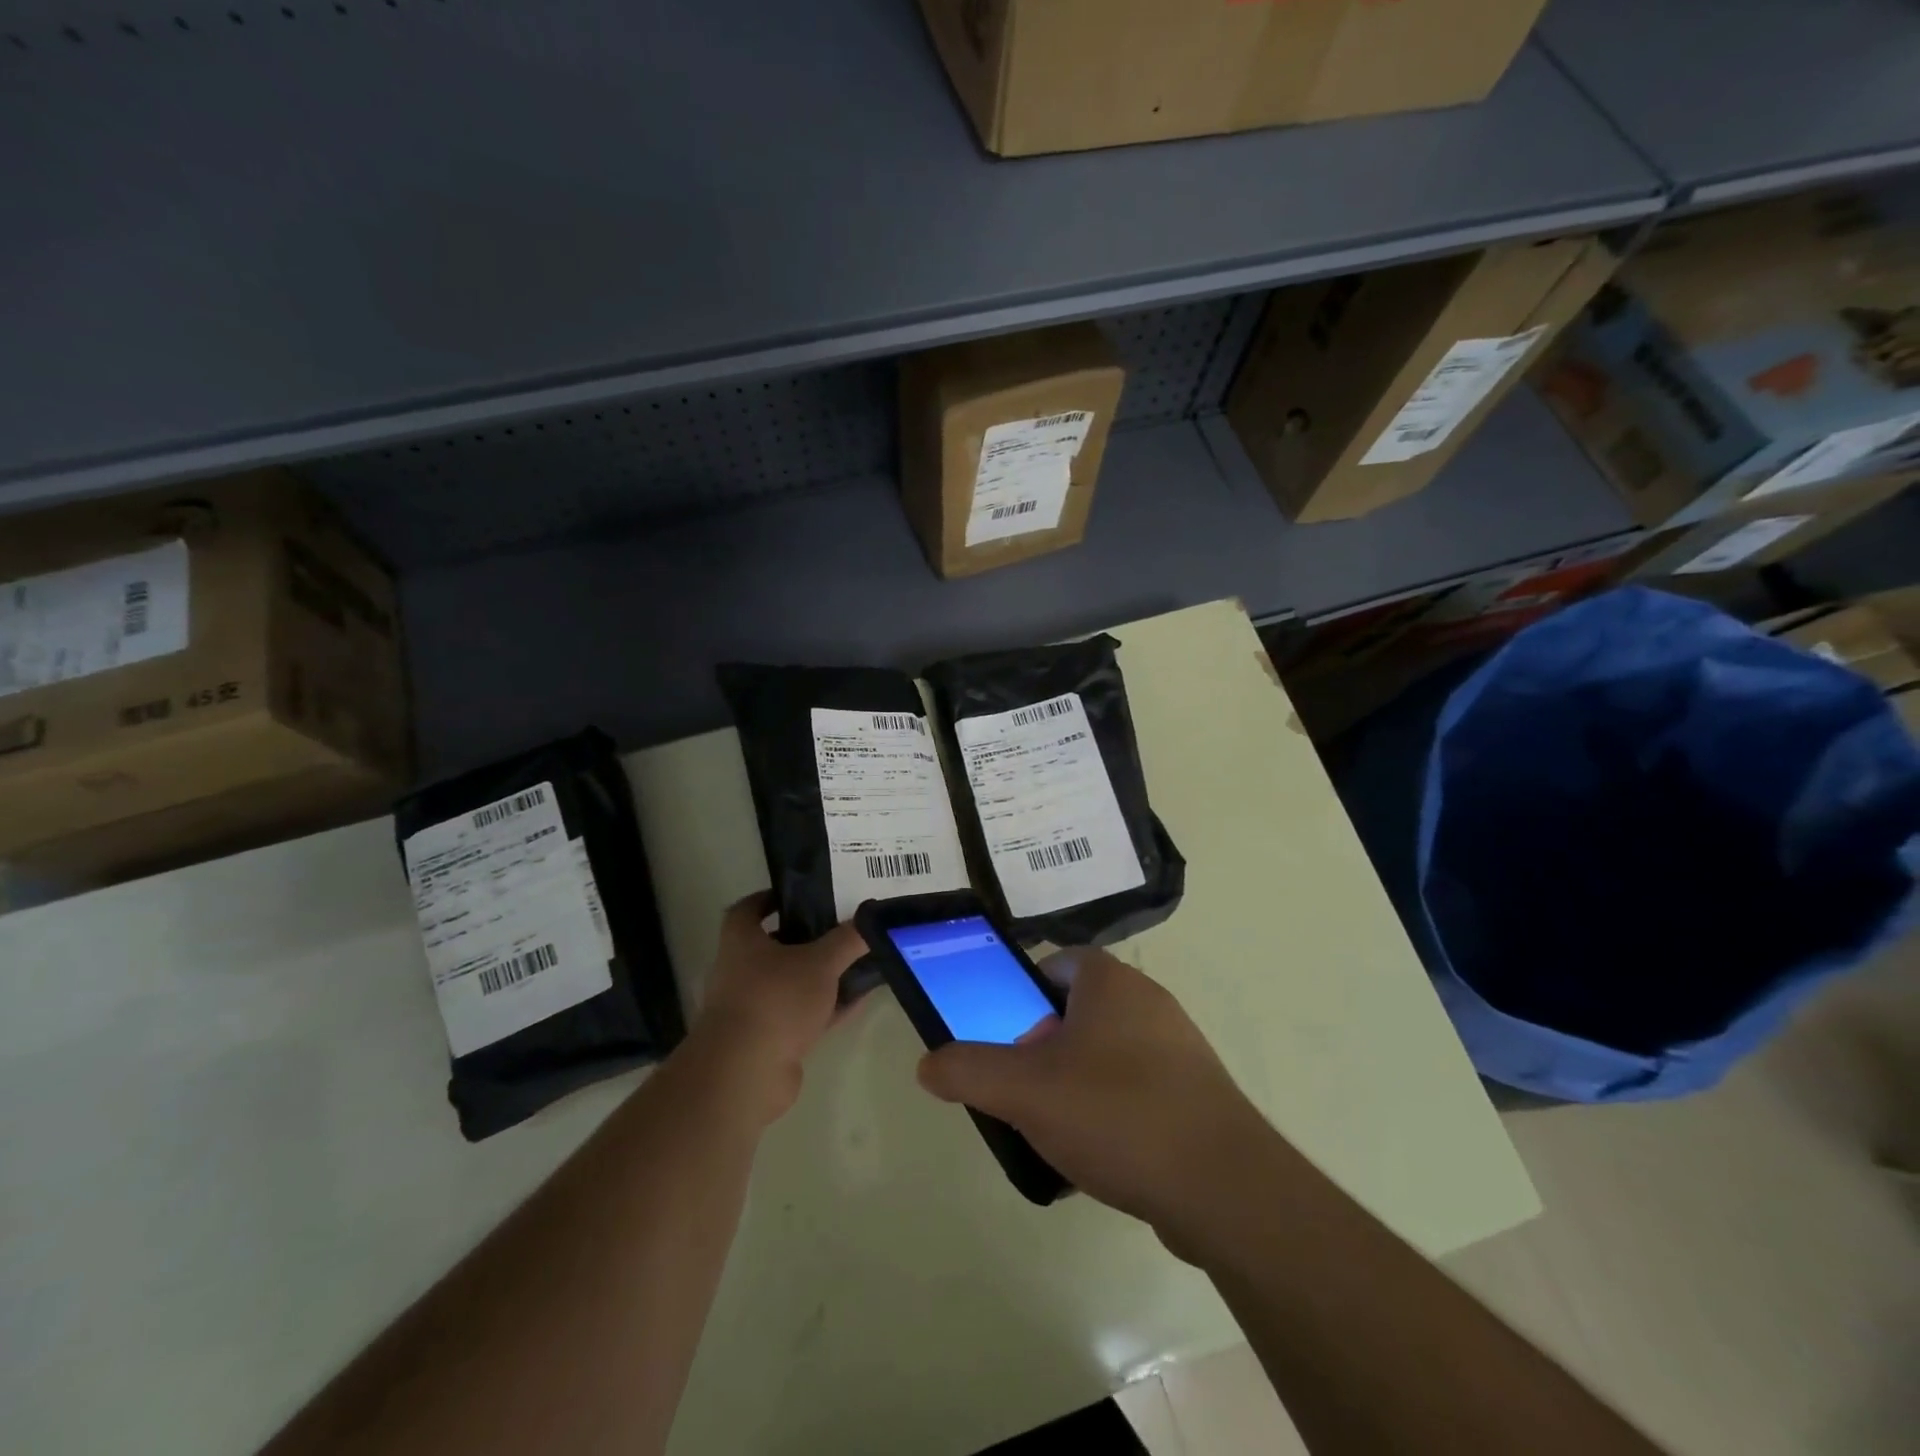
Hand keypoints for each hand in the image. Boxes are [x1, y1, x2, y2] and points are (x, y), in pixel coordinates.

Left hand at [690, 892, 865, 1122]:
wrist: (746, 1073)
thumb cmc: (776, 1000)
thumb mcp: (820, 962)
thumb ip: (847, 940)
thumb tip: (871, 918)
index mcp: (742, 942)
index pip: (748, 910)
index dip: (770, 899)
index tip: (799, 895)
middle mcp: (741, 971)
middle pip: (774, 947)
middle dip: (806, 938)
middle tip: (840, 927)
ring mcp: (754, 1008)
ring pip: (792, 983)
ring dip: (820, 975)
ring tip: (857, 962)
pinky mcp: (770, 1040)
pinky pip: (803, 1015)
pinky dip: (828, 1007)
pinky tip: (859, 1000)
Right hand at [917, 948, 1275, 1250]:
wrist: (1224, 1188)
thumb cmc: (1117, 1113)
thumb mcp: (1025, 1091)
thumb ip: (969, 1070)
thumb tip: (928, 1064)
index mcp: (1111, 982)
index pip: (1056, 963)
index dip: (1023, 995)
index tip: (1008, 1038)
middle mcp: (1149, 1001)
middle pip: (1078, 1011)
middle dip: (1045, 1047)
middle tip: (1025, 1090)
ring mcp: (1179, 1047)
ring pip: (1108, 1053)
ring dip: (1077, 1083)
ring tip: (1057, 1131)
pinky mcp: (1198, 1093)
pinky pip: (1139, 1089)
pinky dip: (1113, 1113)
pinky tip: (1101, 1158)